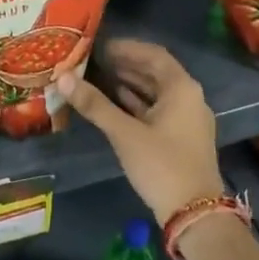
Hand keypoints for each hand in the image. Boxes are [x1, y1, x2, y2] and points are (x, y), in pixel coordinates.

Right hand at [58, 39, 223, 222]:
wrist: (195, 213)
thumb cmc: (162, 165)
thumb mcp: (124, 133)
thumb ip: (95, 104)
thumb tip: (63, 78)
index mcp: (182, 88)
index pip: (153, 55)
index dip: (126, 48)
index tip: (99, 46)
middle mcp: (189, 97)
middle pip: (155, 72)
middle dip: (125, 65)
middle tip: (93, 61)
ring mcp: (187, 119)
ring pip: (156, 92)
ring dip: (130, 84)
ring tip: (98, 78)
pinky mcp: (181, 137)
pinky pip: (157, 110)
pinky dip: (137, 103)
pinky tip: (114, 104)